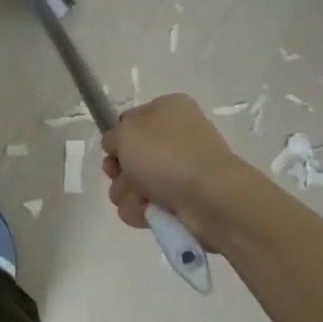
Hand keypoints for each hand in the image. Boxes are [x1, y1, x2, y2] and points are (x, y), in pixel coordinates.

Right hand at [102, 93, 243, 233]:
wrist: (210, 197)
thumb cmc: (166, 154)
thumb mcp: (126, 131)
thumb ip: (113, 135)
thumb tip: (118, 147)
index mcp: (169, 110)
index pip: (131, 122)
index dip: (118, 139)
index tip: (113, 152)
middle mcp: (177, 137)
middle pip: (131, 156)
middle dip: (119, 172)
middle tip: (120, 177)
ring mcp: (182, 170)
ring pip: (136, 184)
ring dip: (127, 193)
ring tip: (139, 199)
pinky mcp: (185, 200)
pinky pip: (149, 205)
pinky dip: (142, 210)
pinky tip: (148, 211)